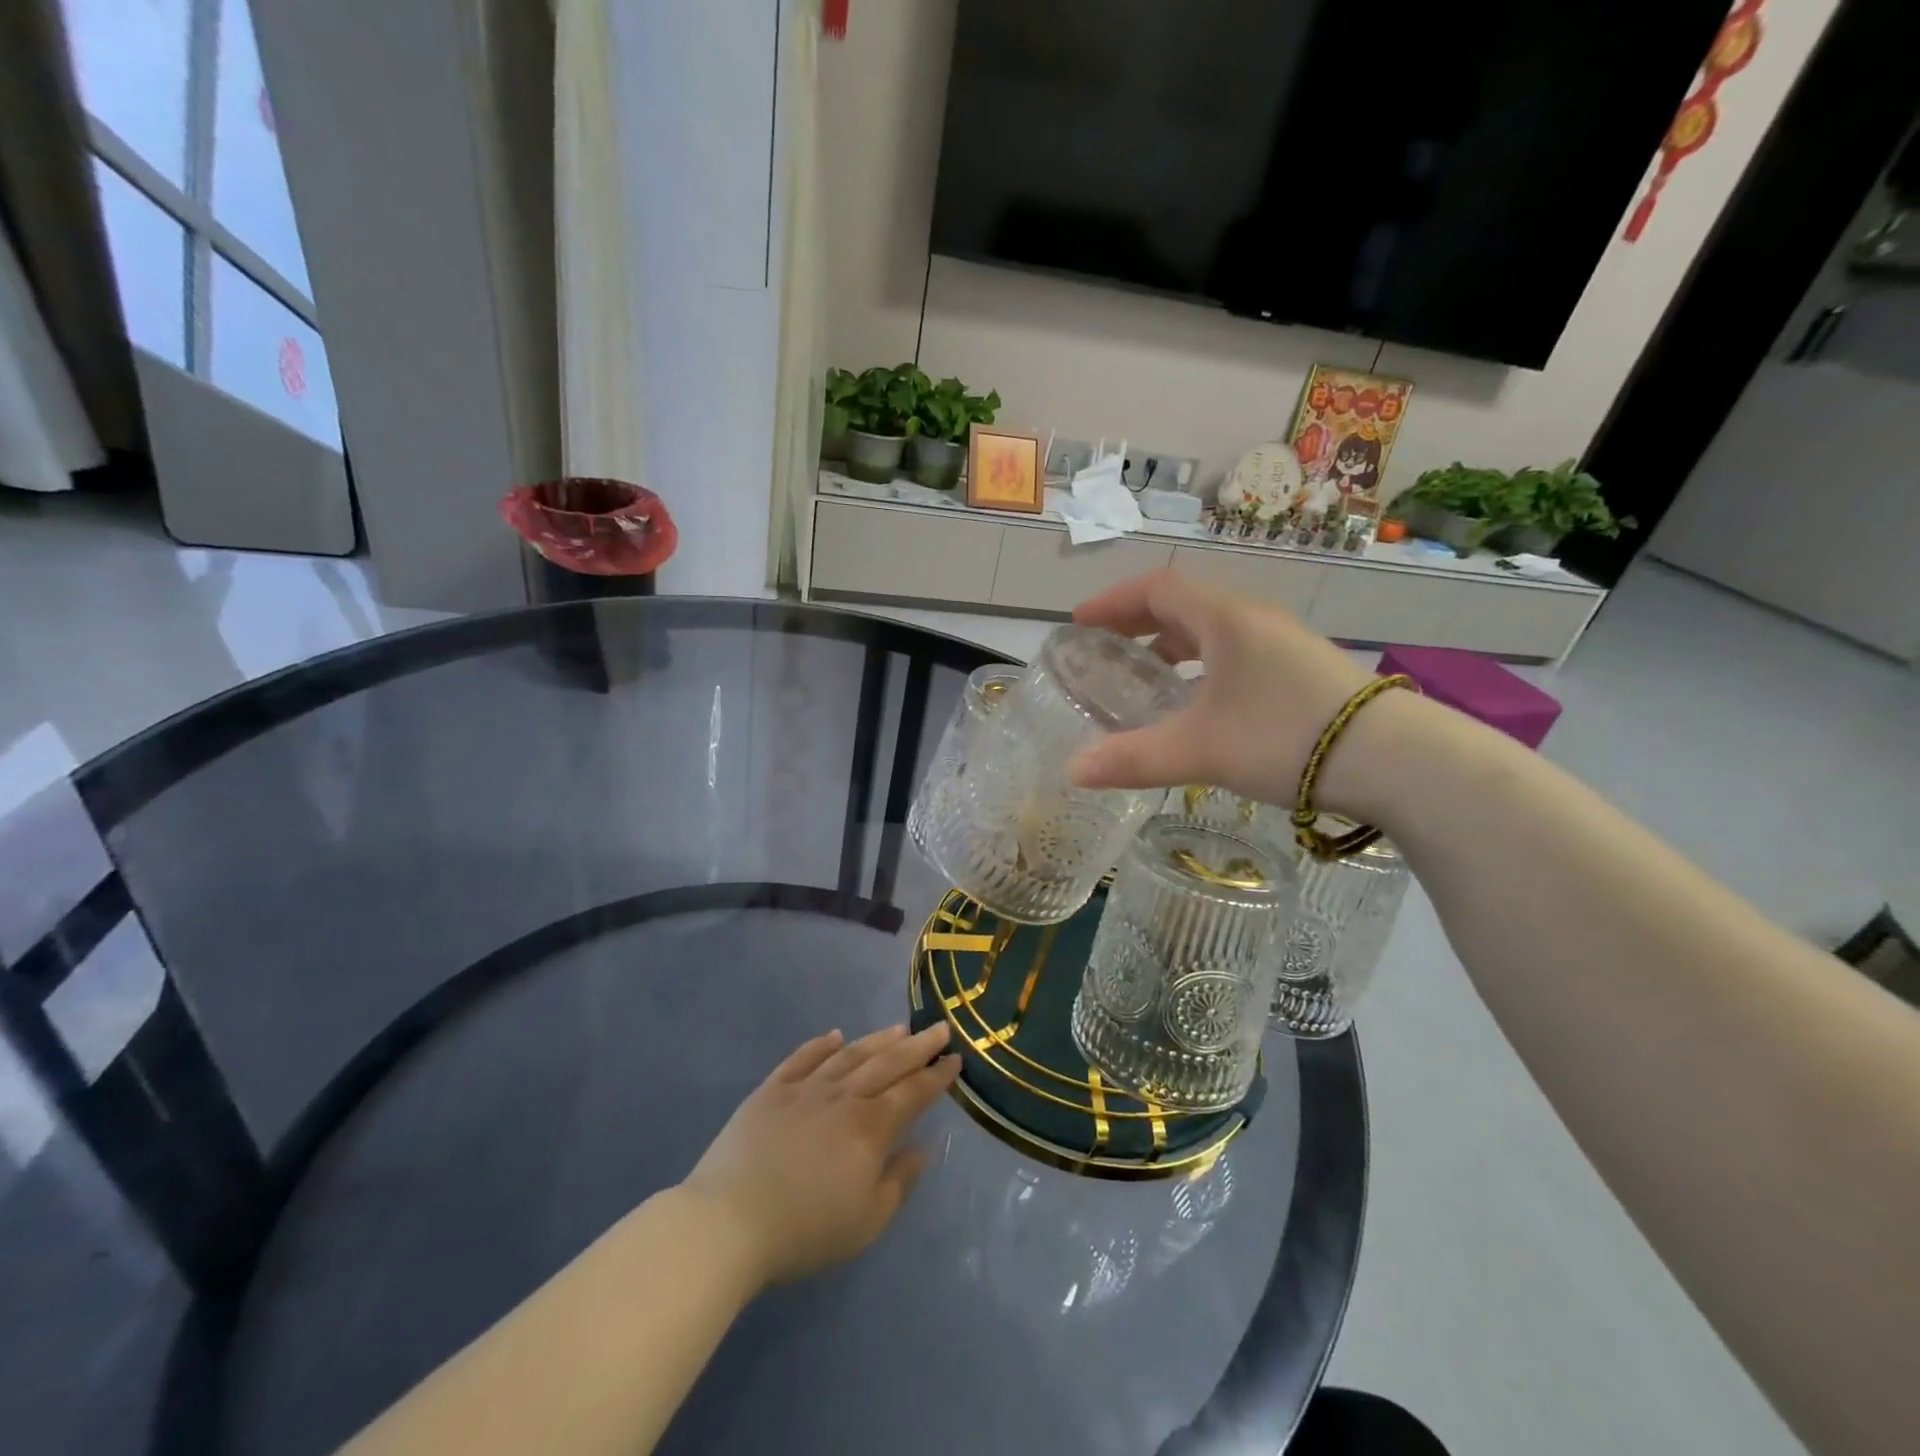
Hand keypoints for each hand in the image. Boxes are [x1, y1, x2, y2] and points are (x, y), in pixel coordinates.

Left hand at [681, 1022, 959, 1288]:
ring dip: (877, 1040)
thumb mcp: (866, 1221)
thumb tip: (921, 1149)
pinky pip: (802, 1058)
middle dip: (917, 1046)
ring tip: (898, 1028)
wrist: (730, 1220)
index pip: (913, 1093)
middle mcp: (843, 1097)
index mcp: (870, 1127)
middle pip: (887, 1063)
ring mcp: (805, 1088)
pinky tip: (835, 1035)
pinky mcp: (771, 1090)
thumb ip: (898, 1182)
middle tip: (939, 1028)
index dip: (937, 1075)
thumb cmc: (805, 1230)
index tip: (955, 1058)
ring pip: (849, 1055)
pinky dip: (821, 1044)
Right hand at [1068, 570, 1380, 812]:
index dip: (1112, 601)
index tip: (1080, 624)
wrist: (1396, 759)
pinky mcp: (1302, 669)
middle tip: (1104, 648)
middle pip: (1184, 604)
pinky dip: (1202, 664)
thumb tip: (1072, 771)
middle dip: (1137, 622)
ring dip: (1172, 643)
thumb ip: (1132, 758)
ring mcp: (1282, 643)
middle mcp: (1253, 620)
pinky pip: (1236, 651)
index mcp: (1224, 619)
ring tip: (1146, 674)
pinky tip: (1201, 701)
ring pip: (1212, 629)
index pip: (1156, 588)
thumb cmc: (1285, 737)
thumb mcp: (1200, 750)